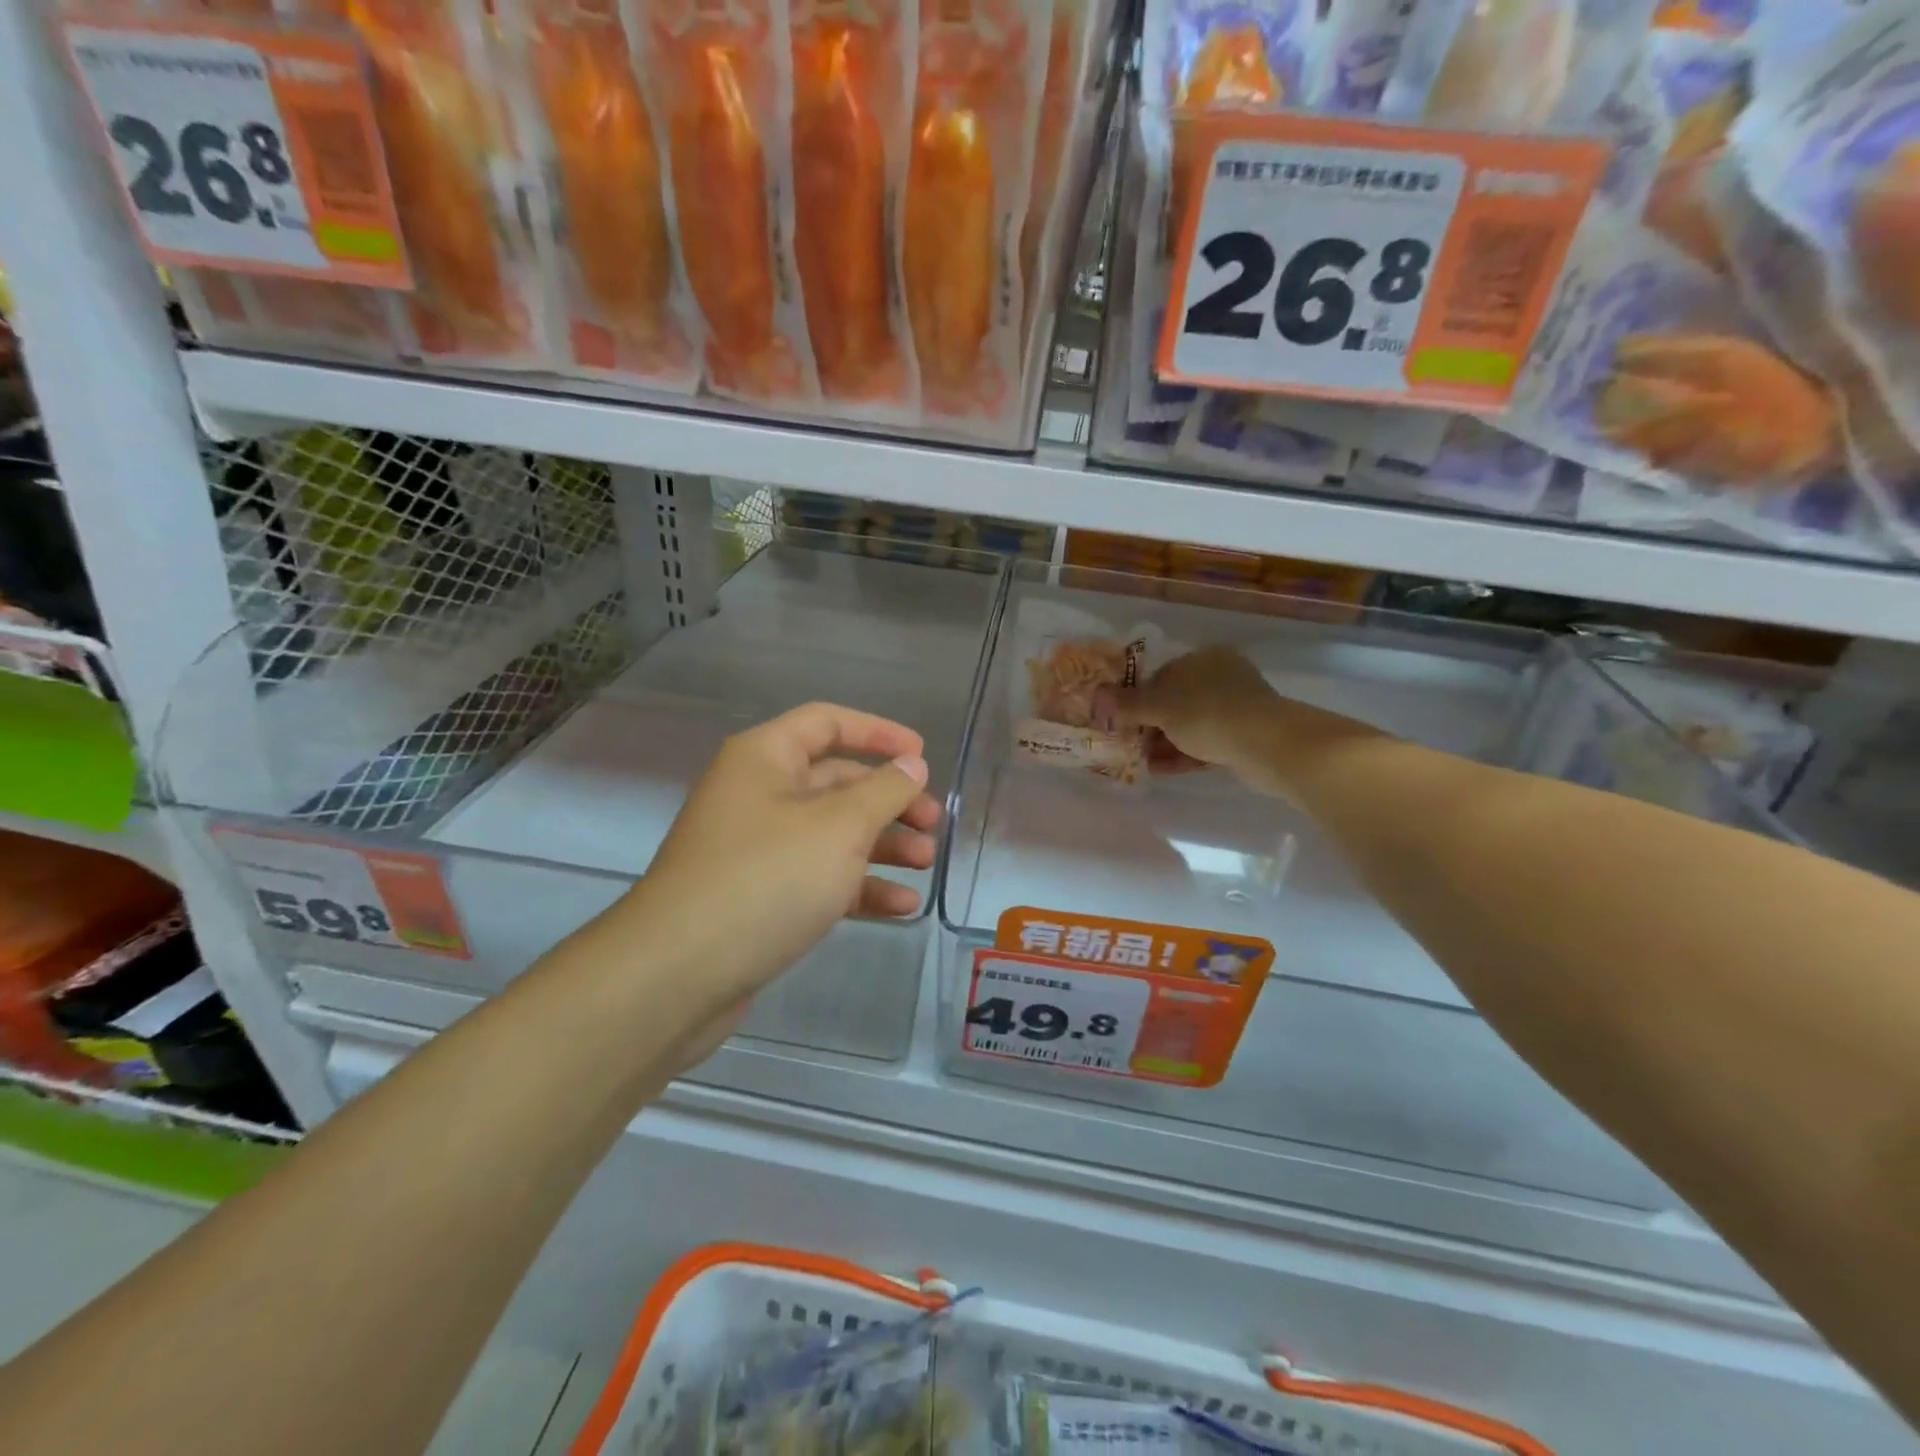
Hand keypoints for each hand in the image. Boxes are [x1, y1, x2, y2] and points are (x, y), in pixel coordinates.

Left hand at [616, 702, 940, 1014]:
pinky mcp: (759, 896)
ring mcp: (757, 848)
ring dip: (881, 845)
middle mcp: (758, 794)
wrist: (677, 974)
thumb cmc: (766, 879)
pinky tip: (901, 906)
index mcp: (765, 758)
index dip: (878, 732)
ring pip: (831, 833)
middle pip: (836, 781)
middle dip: (889, 800)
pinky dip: (859, 886)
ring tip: (925, 863)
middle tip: (933, 823)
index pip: (827, 723)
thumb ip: (884, 791)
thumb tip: (912, 763)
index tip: (922, 754)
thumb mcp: (839, 827)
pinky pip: (819, 877)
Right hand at [1095, 646, 1375, 797]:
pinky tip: (1158, 769)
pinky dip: (1181, 755)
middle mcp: (1221, 677)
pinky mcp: (1243, 737)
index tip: (1119, 718)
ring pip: (1189, 724)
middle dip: (1149, 724)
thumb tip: (1094, 697)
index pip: (1161, 674)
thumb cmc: (1210, 713)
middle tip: (1126, 742)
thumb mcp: (1161, 707)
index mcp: (1204, 658)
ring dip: (1163, 742)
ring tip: (1137, 760)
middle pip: (1175, 700)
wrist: (1269, 746)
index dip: (1137, 696)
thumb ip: (1127, 704)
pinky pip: (1203, 744)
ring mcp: (1235, 708)